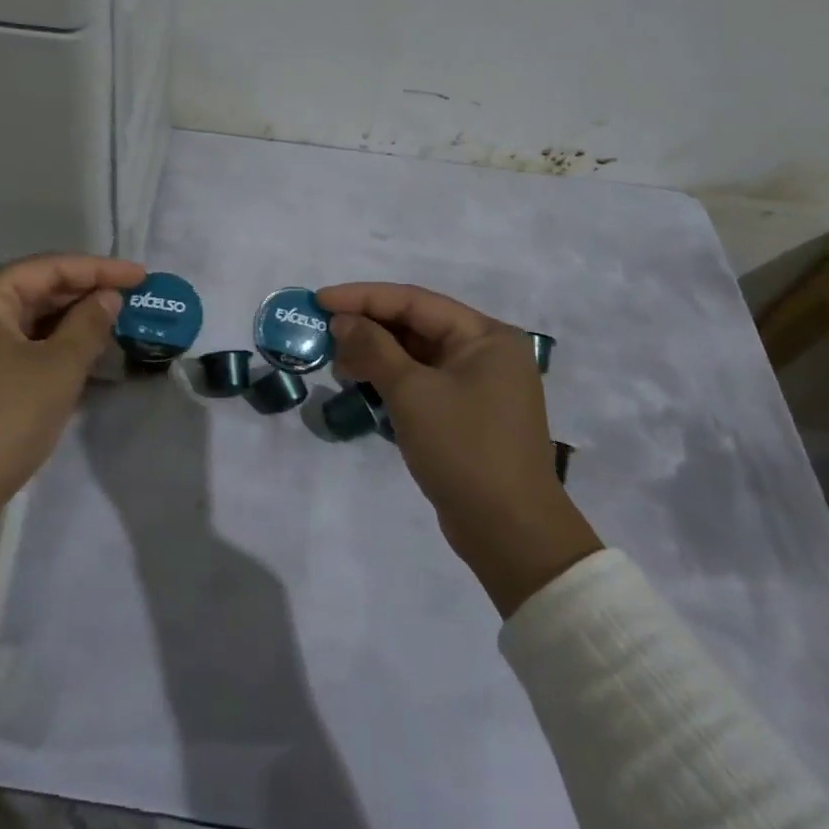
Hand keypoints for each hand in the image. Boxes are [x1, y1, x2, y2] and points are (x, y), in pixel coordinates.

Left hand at [0, 253, 145, 545]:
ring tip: (105, 327)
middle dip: (79, 296)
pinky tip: (67, 358)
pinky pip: (0, 348)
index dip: (98, 269)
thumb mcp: (58, 370)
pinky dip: (36, 348)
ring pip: (13, 323)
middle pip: (26, 292)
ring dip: (59, 325)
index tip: (140, 276)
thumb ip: (88, 325)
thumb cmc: (3, 423)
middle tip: (127, 301)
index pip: (45, 268)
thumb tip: (106, 297)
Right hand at [317, 282, 601, 614]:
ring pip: (416, 354)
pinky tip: (360, 385)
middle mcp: (486, 352)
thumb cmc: (463, 448)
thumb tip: (341, 321)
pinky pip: (421, 381)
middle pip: (416, 325)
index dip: (362, 297)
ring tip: (336, 363)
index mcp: (486, 336)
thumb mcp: (412, 392)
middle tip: (322, 333)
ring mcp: (478, 385)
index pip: (414, 301)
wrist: (509, 531)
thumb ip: (373, 348)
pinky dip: (390, 379)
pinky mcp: (465, 413)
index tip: (319, 300)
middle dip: (367, 326)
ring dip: (375, 354)